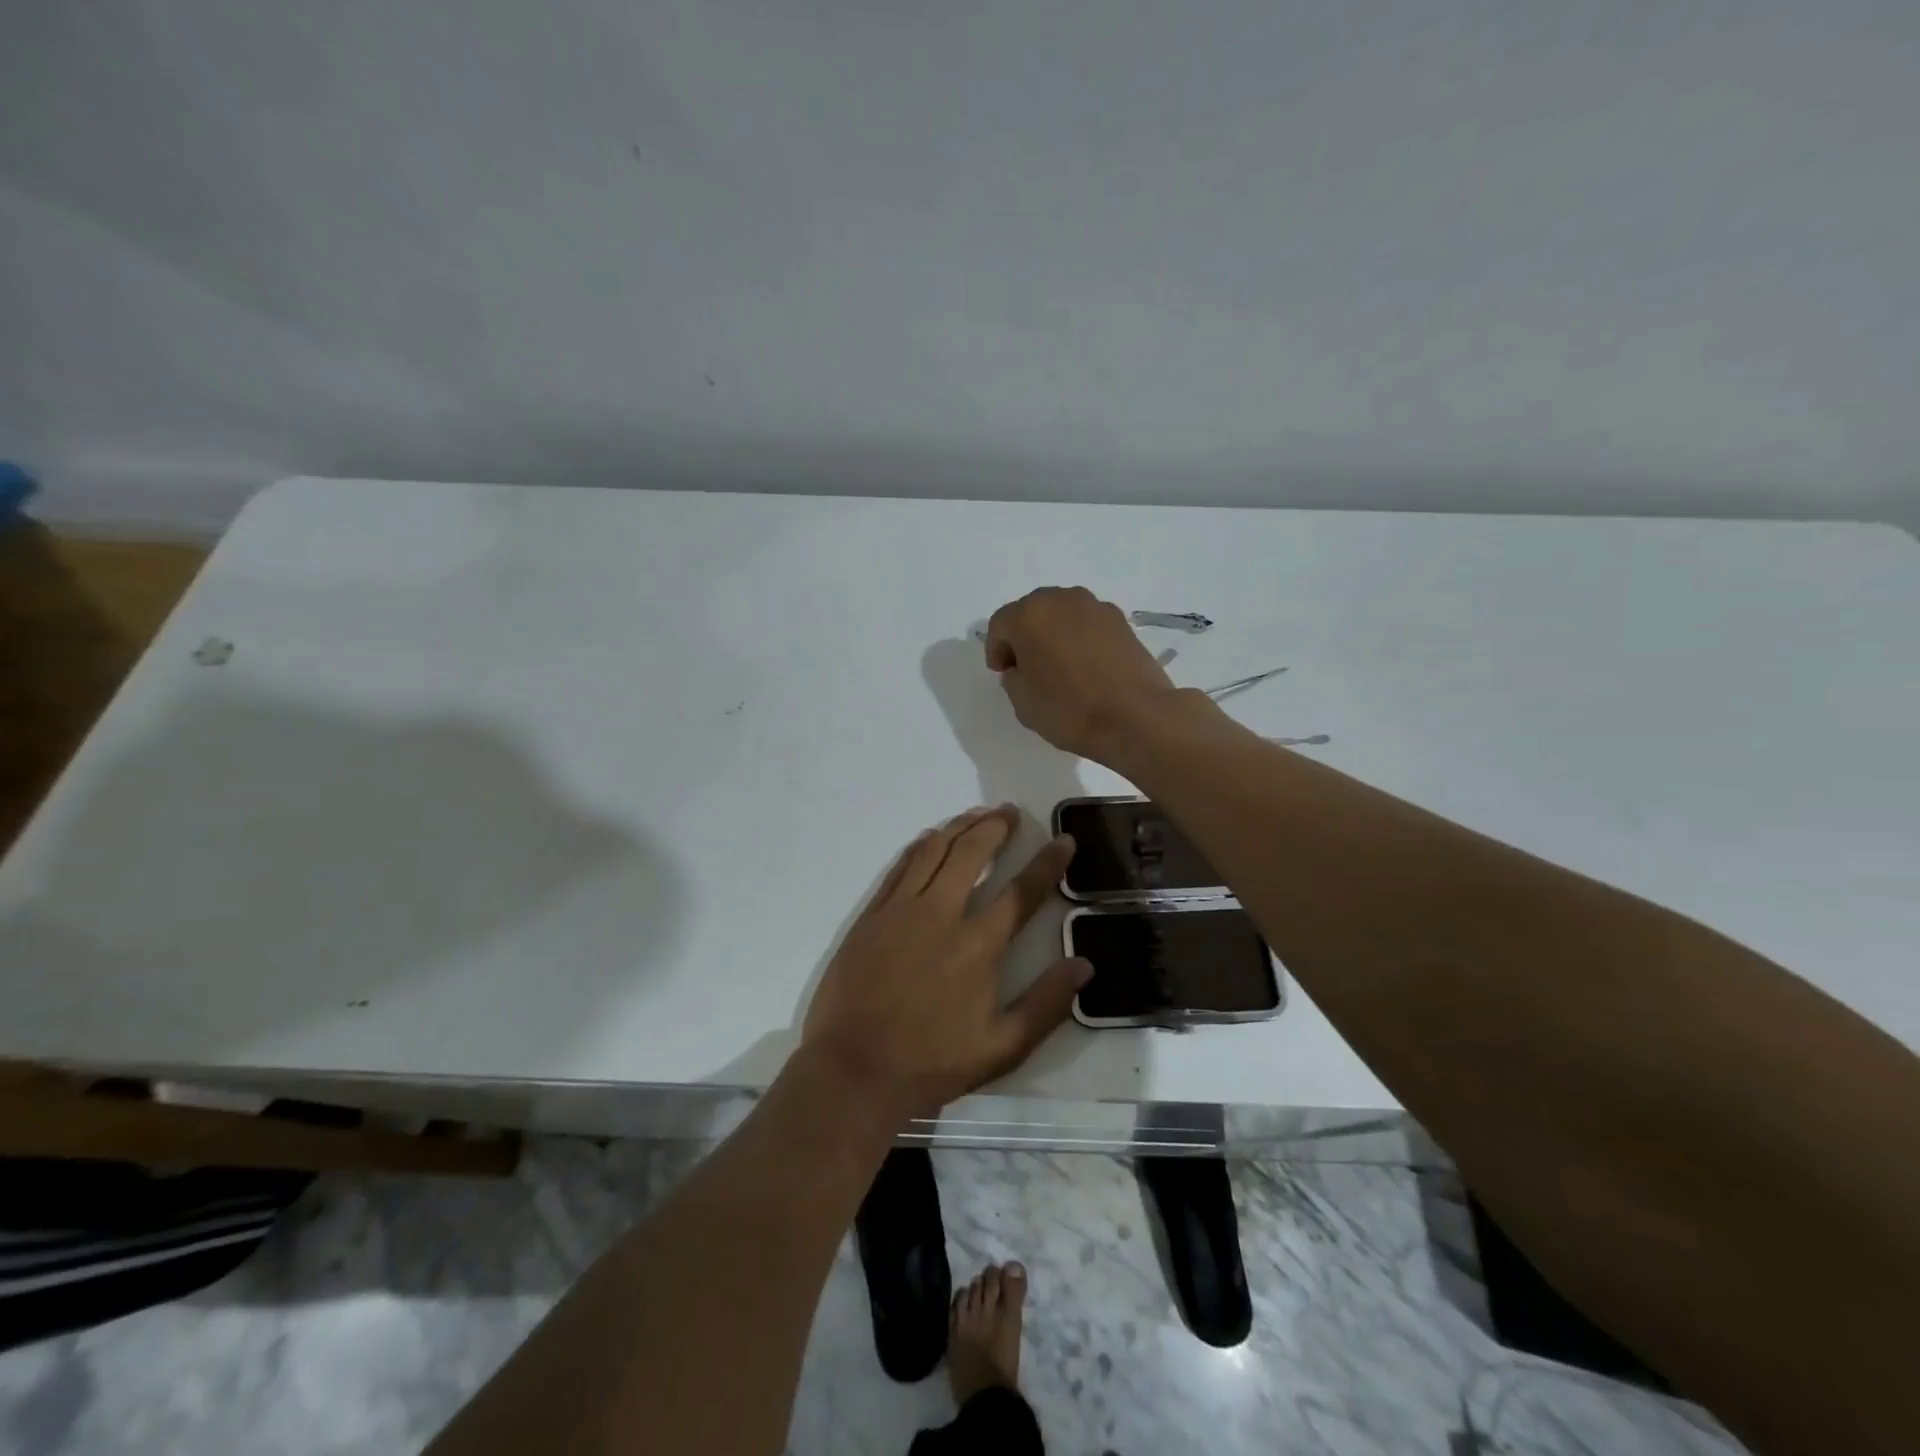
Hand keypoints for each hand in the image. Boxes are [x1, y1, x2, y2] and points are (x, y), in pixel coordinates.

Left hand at [802, 805, 1090, 1118]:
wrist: (855, 1070)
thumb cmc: (932, 1063)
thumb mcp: (1002, 1048)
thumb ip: (1046, 1004)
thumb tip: (1084, 965)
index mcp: (978, 945)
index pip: (1022, 891)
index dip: (1048, 862)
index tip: (1063, 839)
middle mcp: (941, 915)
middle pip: (972, 854)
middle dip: (996, 827)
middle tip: (1010, 813)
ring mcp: (901, 911)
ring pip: (934, 851)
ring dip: (959, 827)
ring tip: (977, 815)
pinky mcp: (872, 915)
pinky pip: (900, 867)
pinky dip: (920, 846)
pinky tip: (931, 838)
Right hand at [984, 587, 1184, 762]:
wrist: (1135, 717)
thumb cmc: (1069, 709)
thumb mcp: (1022, 701)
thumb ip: (1013, 676)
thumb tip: (1024, 666)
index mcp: (1030, 614)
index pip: (1000, 624)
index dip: (996, 650)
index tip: (1003, 673)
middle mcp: (1062, 600)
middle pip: (1032, 612)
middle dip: (1025, 636)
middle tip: (1028, 668)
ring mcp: (1096, 607)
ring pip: (1063, 615)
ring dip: (1054, 635)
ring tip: (1059, 667)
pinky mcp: (1122, 621)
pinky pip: (1088, 625)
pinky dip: (1080, 639)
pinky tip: (1086, 667)